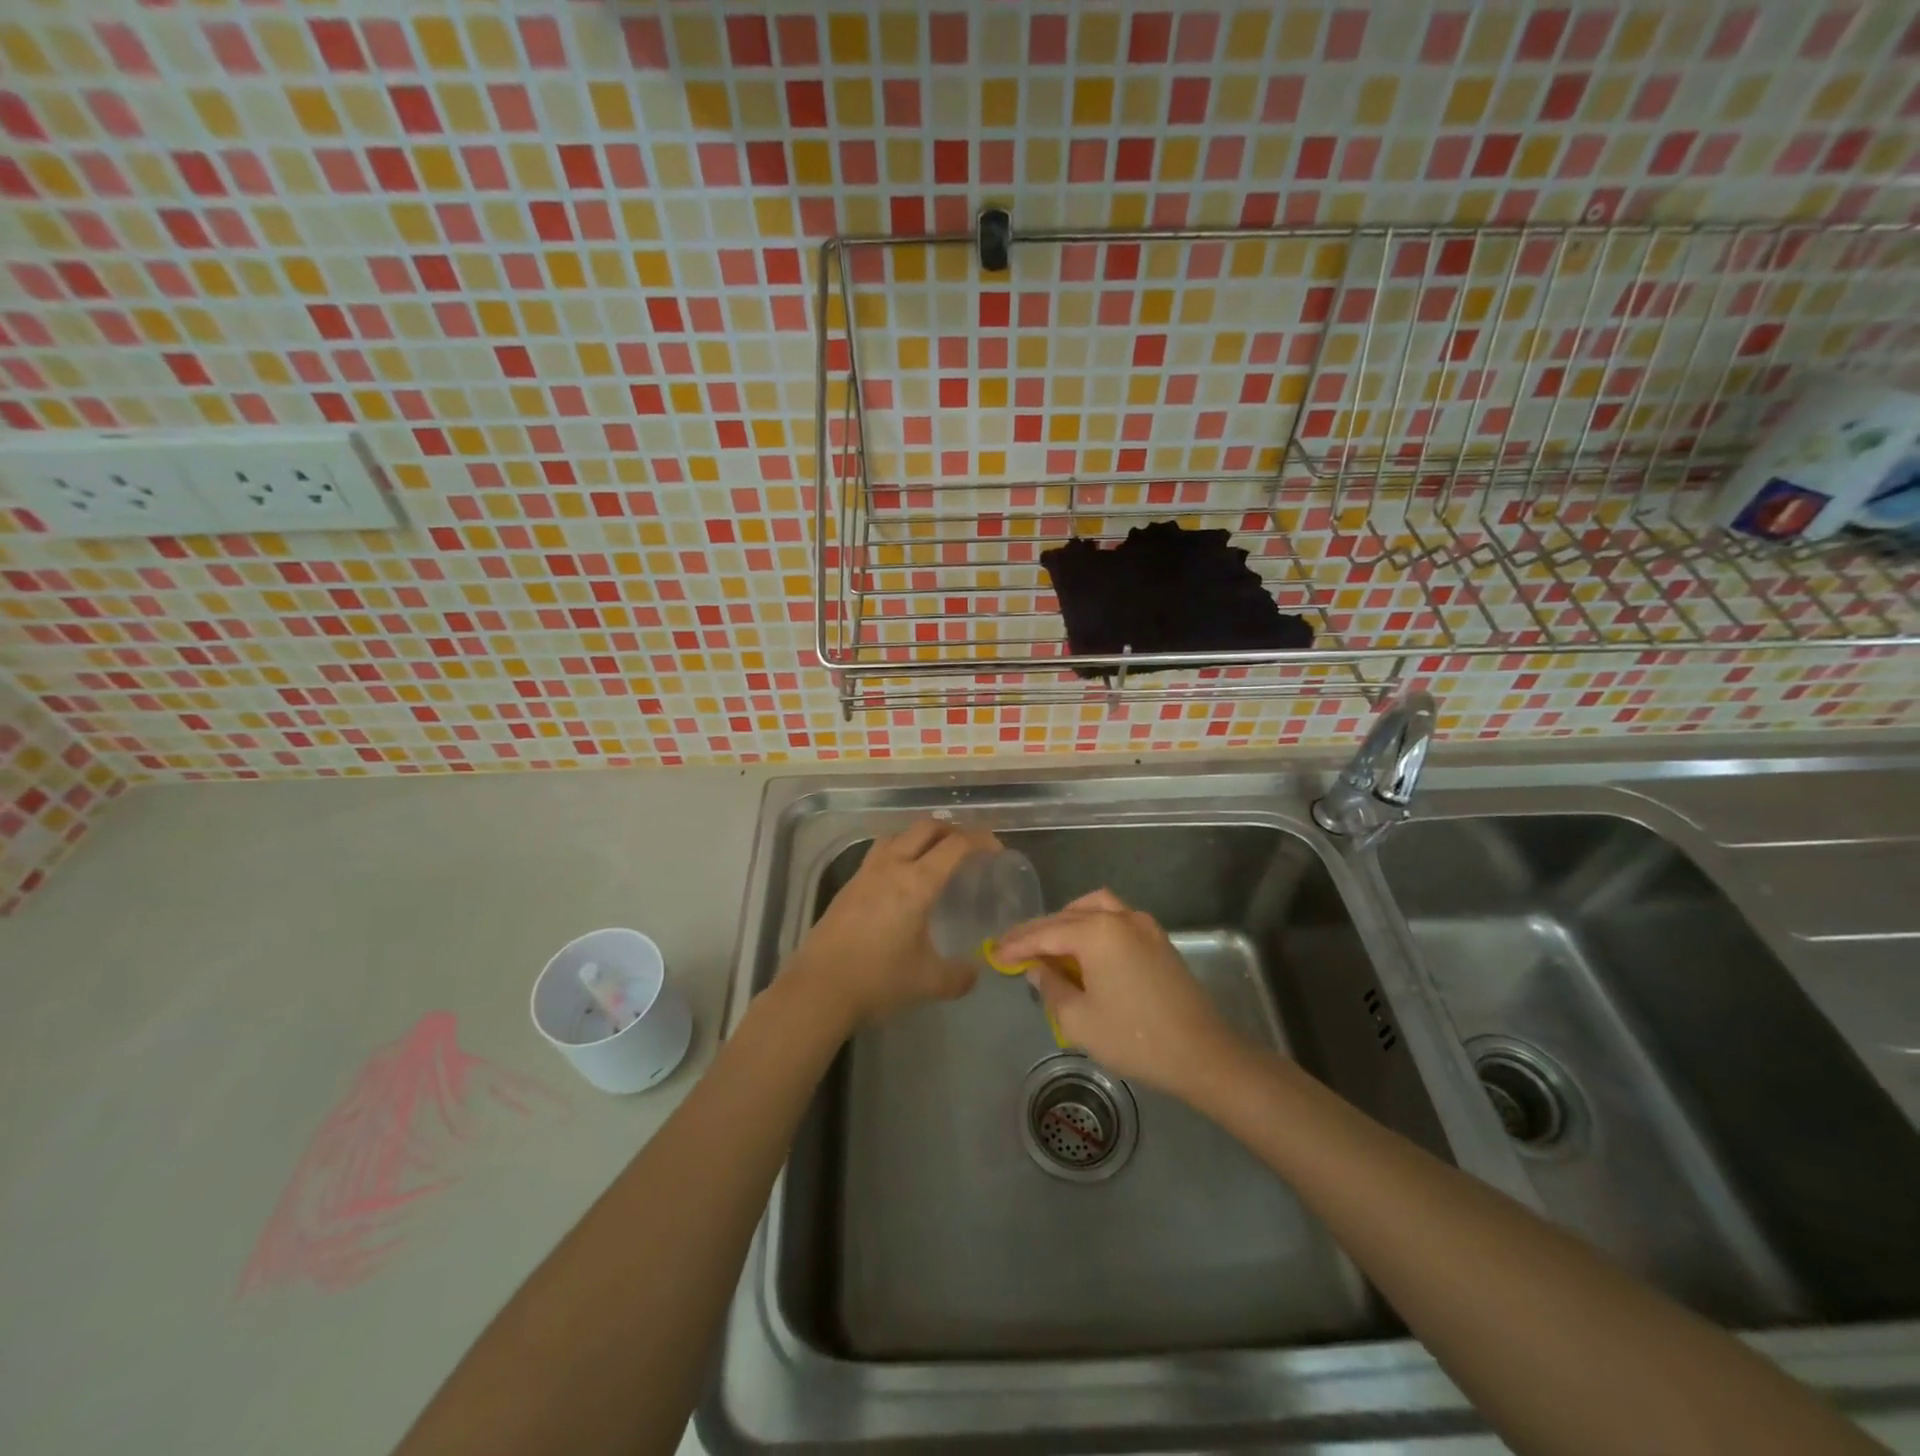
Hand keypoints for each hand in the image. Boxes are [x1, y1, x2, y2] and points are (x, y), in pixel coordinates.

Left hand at [787, 819, 997, 1028]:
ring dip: (921, 836)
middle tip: (968, 849)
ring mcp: (866, 872)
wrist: (819, 987)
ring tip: (934, 856)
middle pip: (926, 828)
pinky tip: (901, 878)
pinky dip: (899, 851)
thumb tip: (973, 973)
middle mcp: (892, 866)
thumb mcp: (928, 982)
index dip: (980, 840)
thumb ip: (958, 976)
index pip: (955, 845)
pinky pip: (880, 851)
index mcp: (917, 883)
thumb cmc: (878, 979)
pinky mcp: (849, 884)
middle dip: (952, 830)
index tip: (995, 850)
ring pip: (899, 834)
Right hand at [993, 889, 1236, 1098]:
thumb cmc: (1134, 1038)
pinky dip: (1092, 925)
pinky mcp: (1158, 939)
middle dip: (1038, 931)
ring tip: (1048, 944)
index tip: (994, 954)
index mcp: (1096, 932)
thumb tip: (1037, 969)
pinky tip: (1083, 948)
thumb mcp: (1079, 1020)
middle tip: (1012, 948)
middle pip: (1067, 916)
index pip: (1045, 933)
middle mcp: (1119, 917)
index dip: (1017, 944)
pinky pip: (1115, 918)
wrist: (1201, 1053)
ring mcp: (1143, 925)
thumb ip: (1051, 988)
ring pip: (1094, 907)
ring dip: (1067, 921)